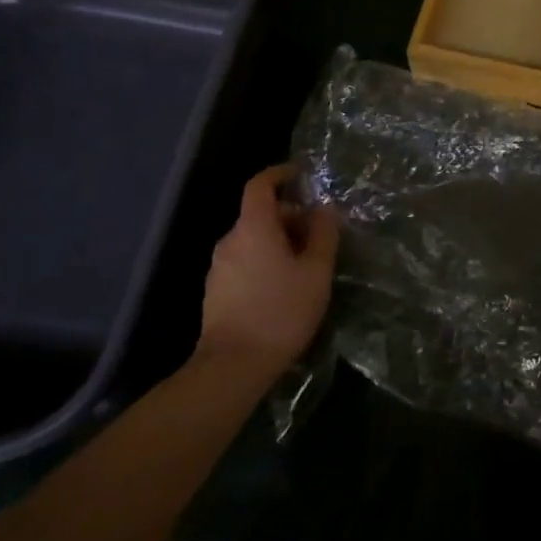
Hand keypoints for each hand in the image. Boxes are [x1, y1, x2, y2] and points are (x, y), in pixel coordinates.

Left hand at [194, 164, 338, 380]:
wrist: (232, 366)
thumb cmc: (281, 311)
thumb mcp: (316, 271)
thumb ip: (323, 234)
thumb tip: (324, 209)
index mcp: (253, 228)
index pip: (260, 185)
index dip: (280, 174)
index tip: (302, 175)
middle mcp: (230, 240)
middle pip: (260, 214)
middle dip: (291, 216)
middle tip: (320, 234)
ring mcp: (219, 267)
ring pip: (253, 239)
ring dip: (280, 240)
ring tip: (307, 264)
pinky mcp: (216, 291)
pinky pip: (245, 260)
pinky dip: (266, 260)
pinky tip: (285, 286)